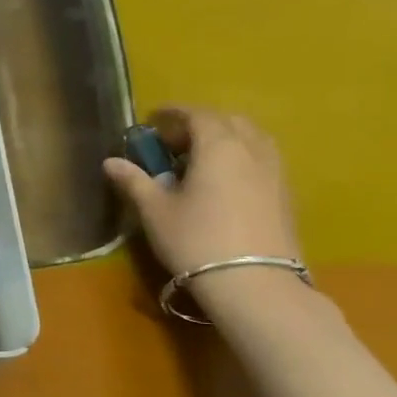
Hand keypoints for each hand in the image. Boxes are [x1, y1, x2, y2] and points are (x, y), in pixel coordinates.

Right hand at [103, 107, 300, 277]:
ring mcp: (275, 172)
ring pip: (252, 139)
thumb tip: (110, 162)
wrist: (255, 283)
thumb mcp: (155, 211)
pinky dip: (242, 157)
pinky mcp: (286, 194)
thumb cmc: (196, 240)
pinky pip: (262, 159)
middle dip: (201, 124)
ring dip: (226, 138)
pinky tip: (225, 181)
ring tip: (202, 159)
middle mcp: (252, 150)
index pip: (197, 115)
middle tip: (175, 141)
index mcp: (218, 146)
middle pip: (229, 122)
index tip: (153, 118)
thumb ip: (134, 181)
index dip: (174, 113)